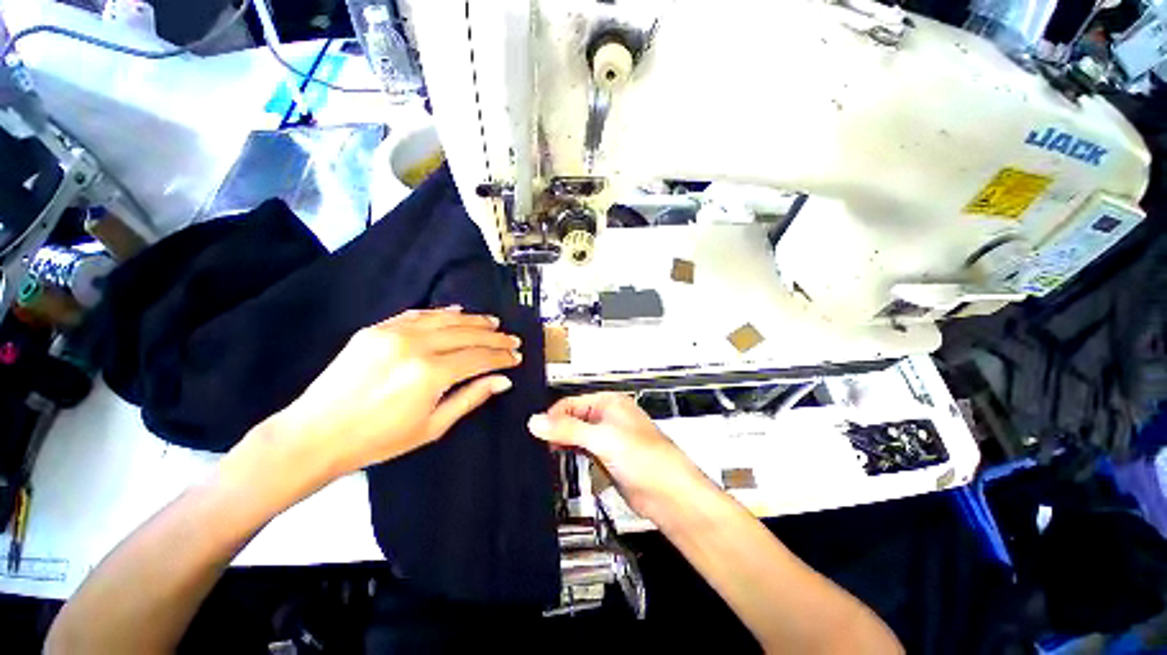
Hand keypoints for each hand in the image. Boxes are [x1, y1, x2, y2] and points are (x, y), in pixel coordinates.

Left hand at [263, 308, 521, 479]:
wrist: (316, 434)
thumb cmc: (379, 440)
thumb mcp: (433, 426)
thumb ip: (471, 397)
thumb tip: (503, 380)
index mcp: (431, 374)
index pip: (479, 358)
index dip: (501, 357)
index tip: (516, 357)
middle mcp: (416, 346)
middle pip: (467, 334)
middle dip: (494, 337)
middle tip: (512, 339)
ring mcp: (394, 333)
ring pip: (445, 319)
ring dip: (473, 320)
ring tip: (493, 323)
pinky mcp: (376, 329)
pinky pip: (418, 314)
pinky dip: (441, 312)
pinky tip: (457, 312)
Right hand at [528, 393, 707, 520]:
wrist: (668, 495)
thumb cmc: (649, 459)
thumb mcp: (602, 439)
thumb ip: (568, 430)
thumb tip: (538, 422)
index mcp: (610, 403)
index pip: (571, 403)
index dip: (553, 416)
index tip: (537, 431)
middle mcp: (608, 417)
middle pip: (572, 418)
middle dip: (557, 429)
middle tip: (539, 443)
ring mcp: (608, 438)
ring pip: (576, 435)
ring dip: (563, 442)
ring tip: (546, 452)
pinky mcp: (607, 458)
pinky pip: (582, 451)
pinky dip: (571, 454)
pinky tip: (561, 461)